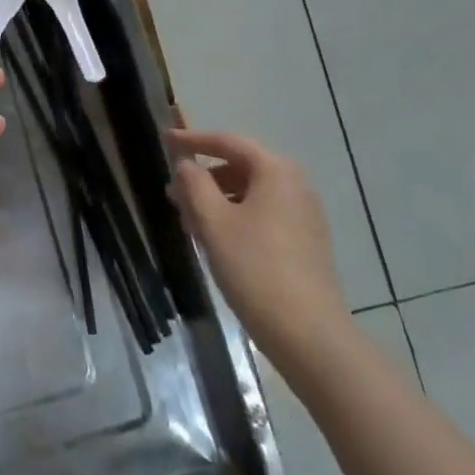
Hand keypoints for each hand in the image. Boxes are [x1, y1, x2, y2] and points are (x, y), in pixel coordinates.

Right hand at [169, 129, 346, 339]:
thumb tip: (185, 163)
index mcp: (275, 171)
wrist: (309, 335)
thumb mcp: (213, 222)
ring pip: (250, 194)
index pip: (228, 142)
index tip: (165, 140)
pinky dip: (236, 218)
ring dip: (217, 201)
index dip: (193, 140)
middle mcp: (295, 184)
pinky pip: (263, 215)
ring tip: (188, 223)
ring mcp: (304, 214)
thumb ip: (194, 184)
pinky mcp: (305, 242)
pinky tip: (215, 241)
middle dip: (203, 178)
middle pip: (240, 167)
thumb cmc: (255, 268)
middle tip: (173, 194)